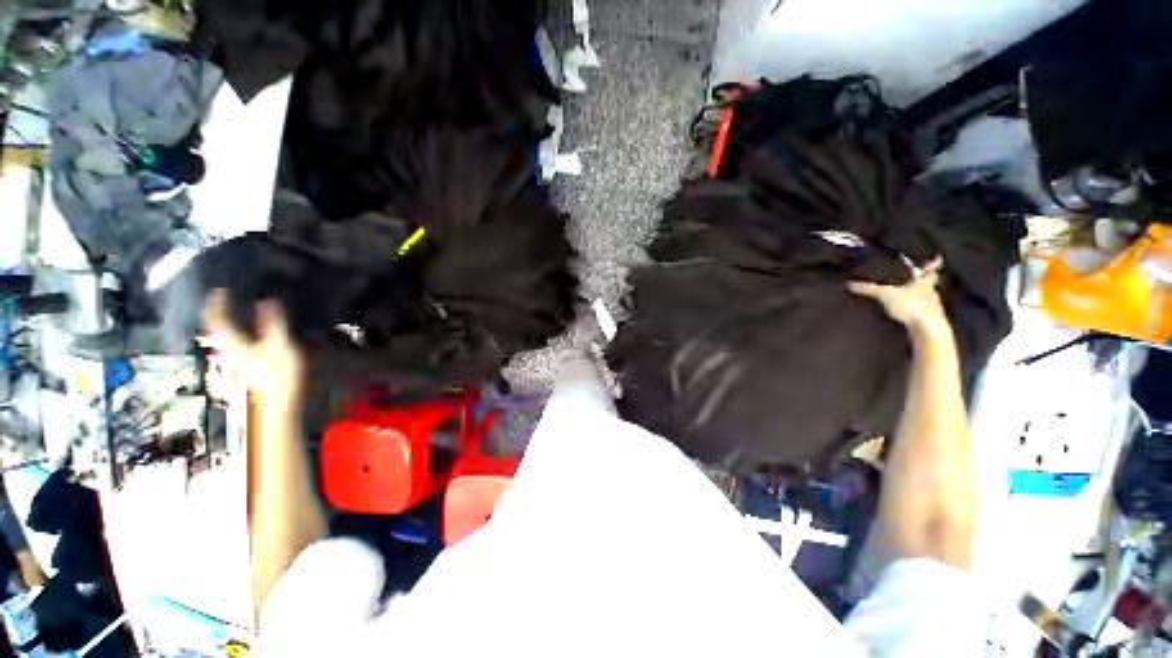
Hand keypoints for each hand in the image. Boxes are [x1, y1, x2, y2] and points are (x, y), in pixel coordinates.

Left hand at [201, 291, 302, 412]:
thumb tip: (267, 299)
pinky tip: (254, 336)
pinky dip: (243, 336)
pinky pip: (240, 347)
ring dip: (232, 325)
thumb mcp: (281, 343)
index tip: (218, 290)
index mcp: (233, 342)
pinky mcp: (247, 369)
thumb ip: (274, 321)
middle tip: (227, 300)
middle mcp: (229, 350)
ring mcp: (237, 362)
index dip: (216, 303)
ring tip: (241, 315)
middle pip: (219, 329)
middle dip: (221, 314)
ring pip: (228, 339)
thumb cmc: (278, 373)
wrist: (278, 405)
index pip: (217, 319)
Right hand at [848, 257, 949, 335]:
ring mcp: (933, 308)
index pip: (931, 270)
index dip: (932, 264)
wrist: (928, 329)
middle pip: (928, 285)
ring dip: (918, 298)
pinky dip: (915, 312)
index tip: (936, 258)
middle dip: (922, 282)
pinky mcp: (930, 321)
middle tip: (914, 280)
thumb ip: (869, 289)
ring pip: (926, 299)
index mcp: (924, 283)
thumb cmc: (911, 305)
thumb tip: (850, 284)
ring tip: (906, 298)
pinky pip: (922, 312)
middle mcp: (932, 293)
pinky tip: (906, 314)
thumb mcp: (885, 295)